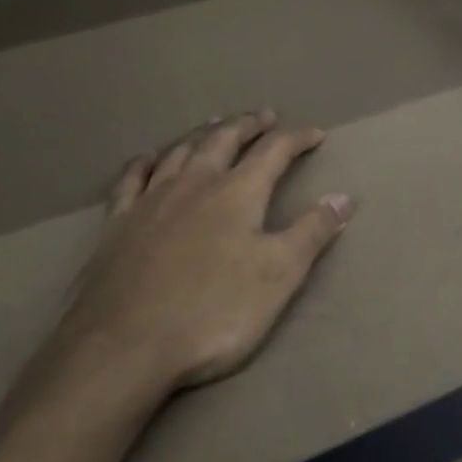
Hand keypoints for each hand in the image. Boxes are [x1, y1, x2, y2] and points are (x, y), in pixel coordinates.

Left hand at [47, 110, 353, 396]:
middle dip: (247, 124)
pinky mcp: (117, 224)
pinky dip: (145, 162)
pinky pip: (131, 179)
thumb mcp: (279, 276)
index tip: (316, 134)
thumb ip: (312, 233)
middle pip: (223, 140)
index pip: (273, 152)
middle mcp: (194, 184)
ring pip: (179, 152)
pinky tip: (149, 158)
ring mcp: (151, 201)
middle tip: (263, 115)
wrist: (126, 345)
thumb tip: (343, 197)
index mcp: (237, 194)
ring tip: (214, 124)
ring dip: (201, 134)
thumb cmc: (214, 312)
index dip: (297, 139)